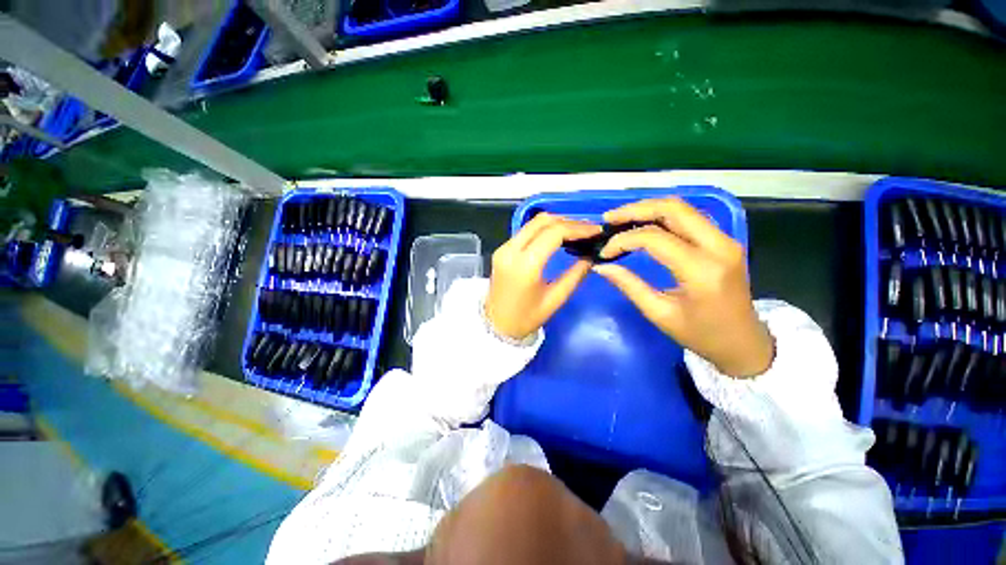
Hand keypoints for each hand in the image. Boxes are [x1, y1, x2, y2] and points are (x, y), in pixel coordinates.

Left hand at [485, 213, 601, 339]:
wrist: (496, 325)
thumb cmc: (526, 318)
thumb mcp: (555, 299)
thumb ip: (575, 275)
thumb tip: (591, 256)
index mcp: (525, 265)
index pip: (554, 233)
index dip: (578, 228)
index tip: (596, 231)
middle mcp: (511, 250)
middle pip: (542, 221)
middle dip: (568, 221)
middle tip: (588, 229)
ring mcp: (504, 248)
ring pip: (533, 223)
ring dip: (556, 222)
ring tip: (577, 231)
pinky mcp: (502, 249)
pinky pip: (526, 231)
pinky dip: (544, 229)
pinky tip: (558, 236)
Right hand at [593, 198, 773, 377]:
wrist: (744, 343)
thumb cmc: (701, 335)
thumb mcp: (659, 313)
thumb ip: (629, 285)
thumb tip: (601, 266)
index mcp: (701, 270)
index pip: (655, 238)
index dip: (624, 240)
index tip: (605, 252)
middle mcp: (718, 246)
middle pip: (673, 208)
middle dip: (635, 209)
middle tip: (609, 219)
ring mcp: (725, 240)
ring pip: (682, 208)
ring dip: (649, 209)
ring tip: (621, 220)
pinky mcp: (724, 241)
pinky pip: (689, 217)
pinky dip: (662, 216)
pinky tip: (644, 224)